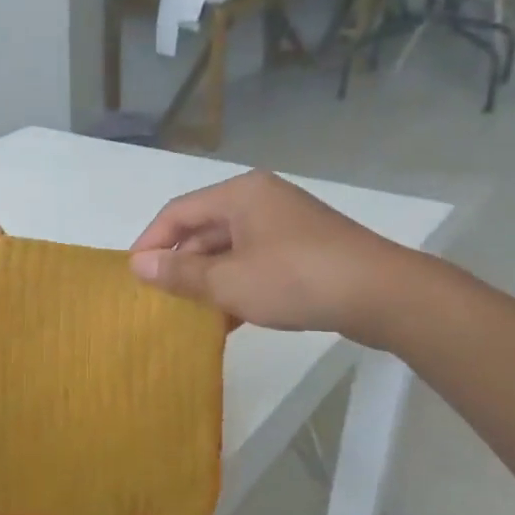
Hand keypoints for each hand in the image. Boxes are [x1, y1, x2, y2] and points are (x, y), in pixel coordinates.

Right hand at [128, 169, 426, 346]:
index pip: (178, 212)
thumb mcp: (229, 281)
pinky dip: (235, 286)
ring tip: (186, 313)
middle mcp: (260, 201)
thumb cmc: (296, 279)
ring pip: (229, 250)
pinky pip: (254, 263)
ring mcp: (285, 226)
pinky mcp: (303, 251)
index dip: (151, 242)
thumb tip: (137, 265)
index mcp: (240, 195)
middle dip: (179, 264)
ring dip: (207, 280)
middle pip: (204, 229)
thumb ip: (180, 273)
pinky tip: (225, 320)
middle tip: (158, 299)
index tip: (133, 277)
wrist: (381, 294)